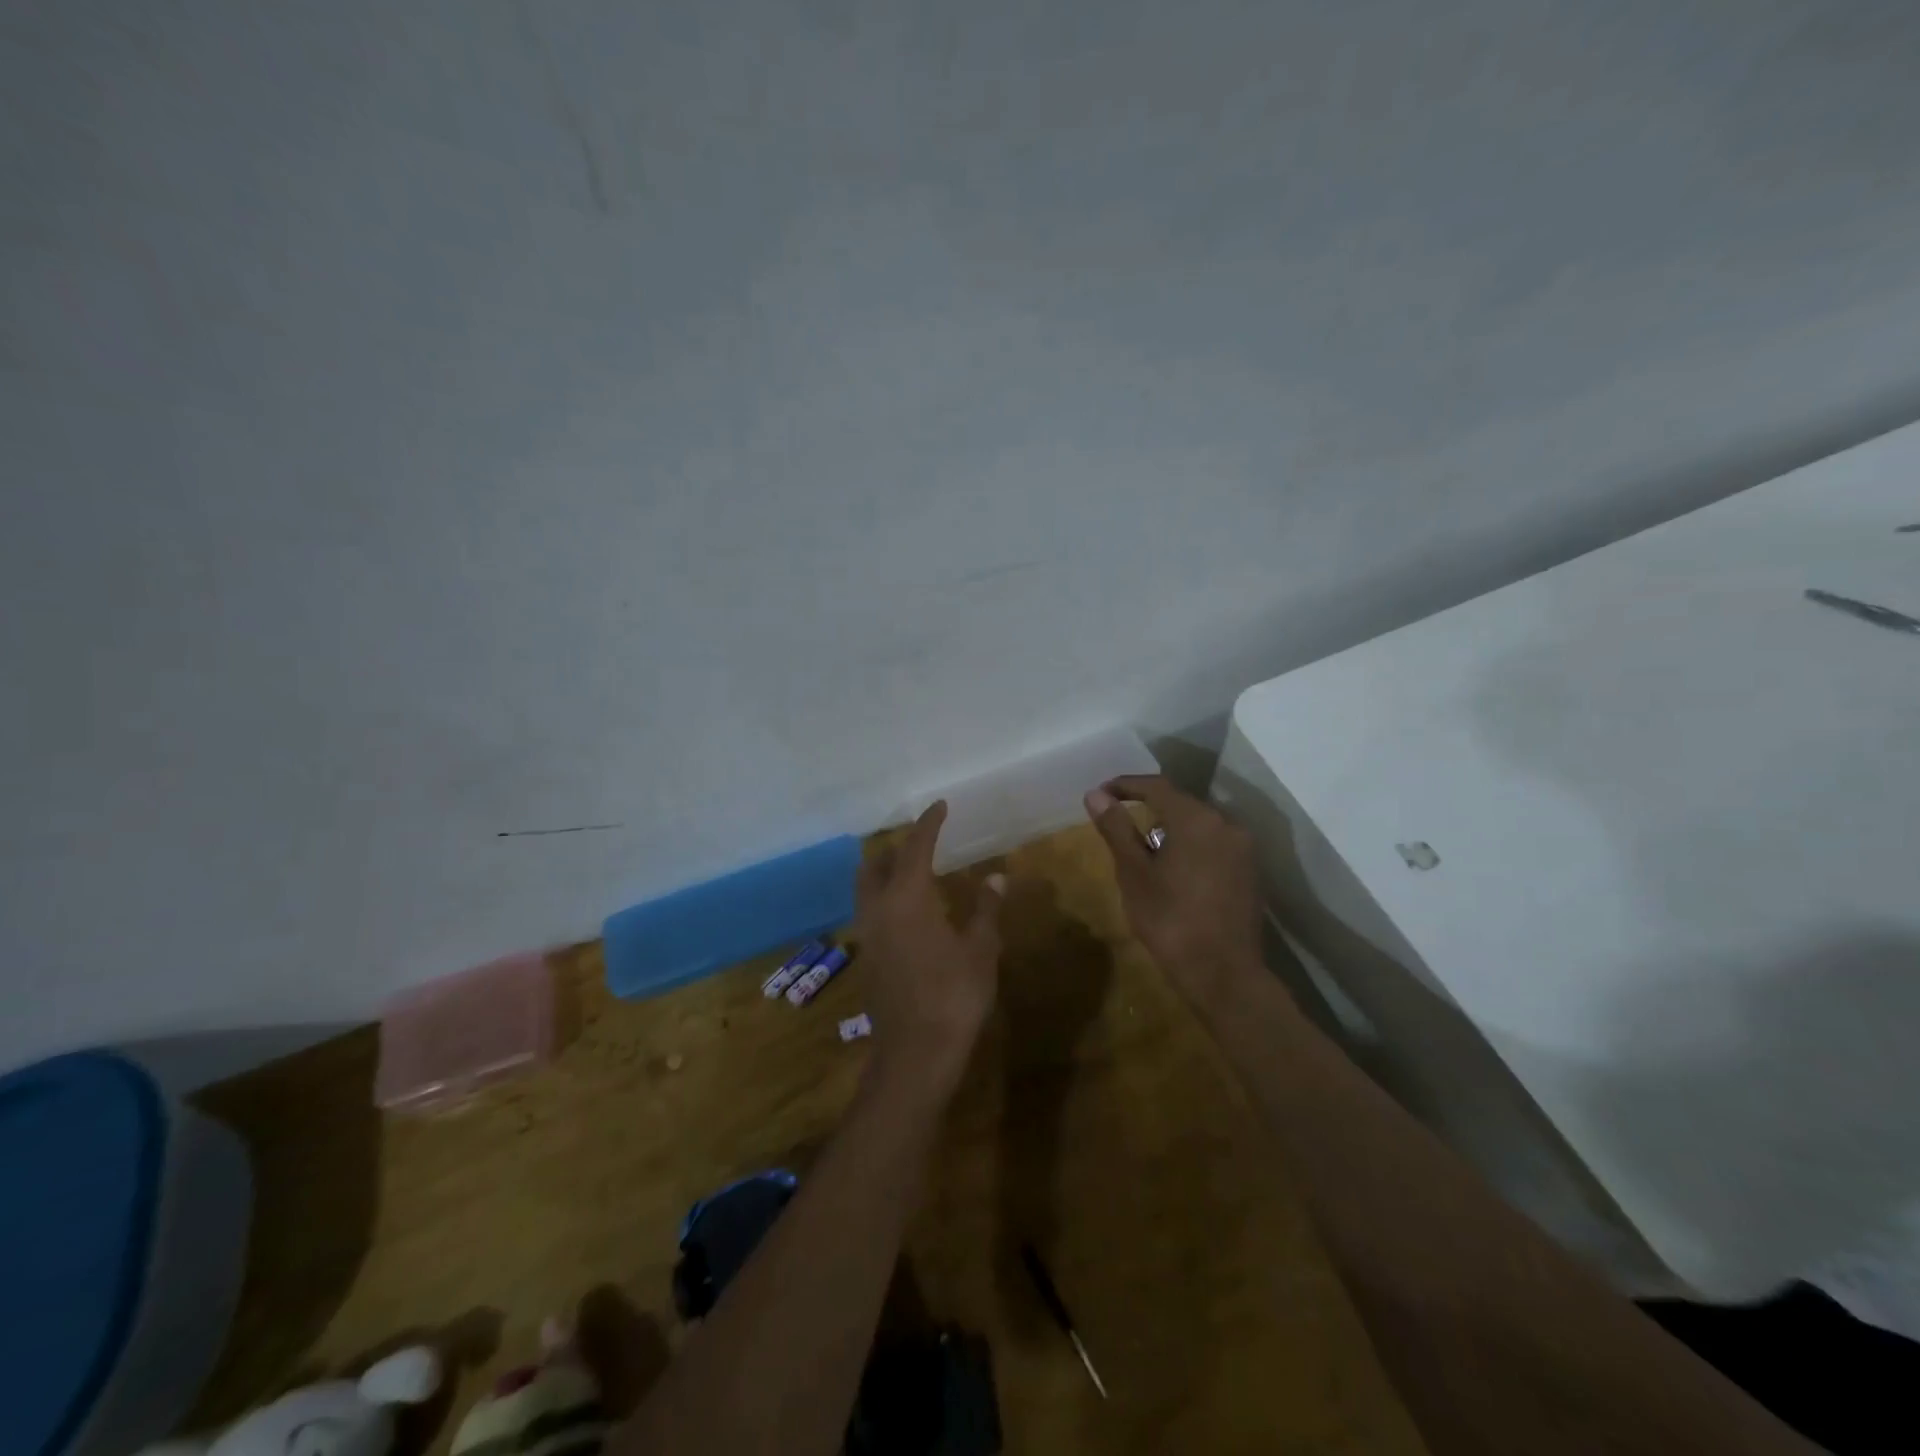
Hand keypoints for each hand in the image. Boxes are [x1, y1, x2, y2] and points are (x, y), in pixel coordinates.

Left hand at [854, 800, 1003, 1102]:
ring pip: (866, 888)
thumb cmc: (954, 996)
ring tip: (915, 872)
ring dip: (885, 872)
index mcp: (907, 898)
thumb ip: (986, 910)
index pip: (916, 847)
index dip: (929, 824)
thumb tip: (996, 878)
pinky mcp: (867, 958)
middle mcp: (879, 909)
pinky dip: (884, 897)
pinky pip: (870, 912)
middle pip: (875, 864)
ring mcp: (868, 934)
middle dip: (896, 847)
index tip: (940, 806)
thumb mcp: (981, 950)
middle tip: (923, 842)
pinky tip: (909, 912)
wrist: (915, 1054)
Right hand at [1084, 775, 1262, 1006]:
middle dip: (1148, 807)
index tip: (1101, 792)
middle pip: (1180, 803)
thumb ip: (1116, 829)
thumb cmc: (1171, 920)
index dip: (1125, 785)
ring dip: (1170, 828)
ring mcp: (1243, 848)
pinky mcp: (1250, 871)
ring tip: (1142, 848)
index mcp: (1196, 819)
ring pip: (1199, 825)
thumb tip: (1096, 794)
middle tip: (1118, 820)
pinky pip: (1214, 844)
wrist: (1224, 974)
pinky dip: (1190, 846)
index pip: (1156, 787)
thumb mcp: (1134, 874)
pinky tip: (1173, 869)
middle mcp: (1226, 824)